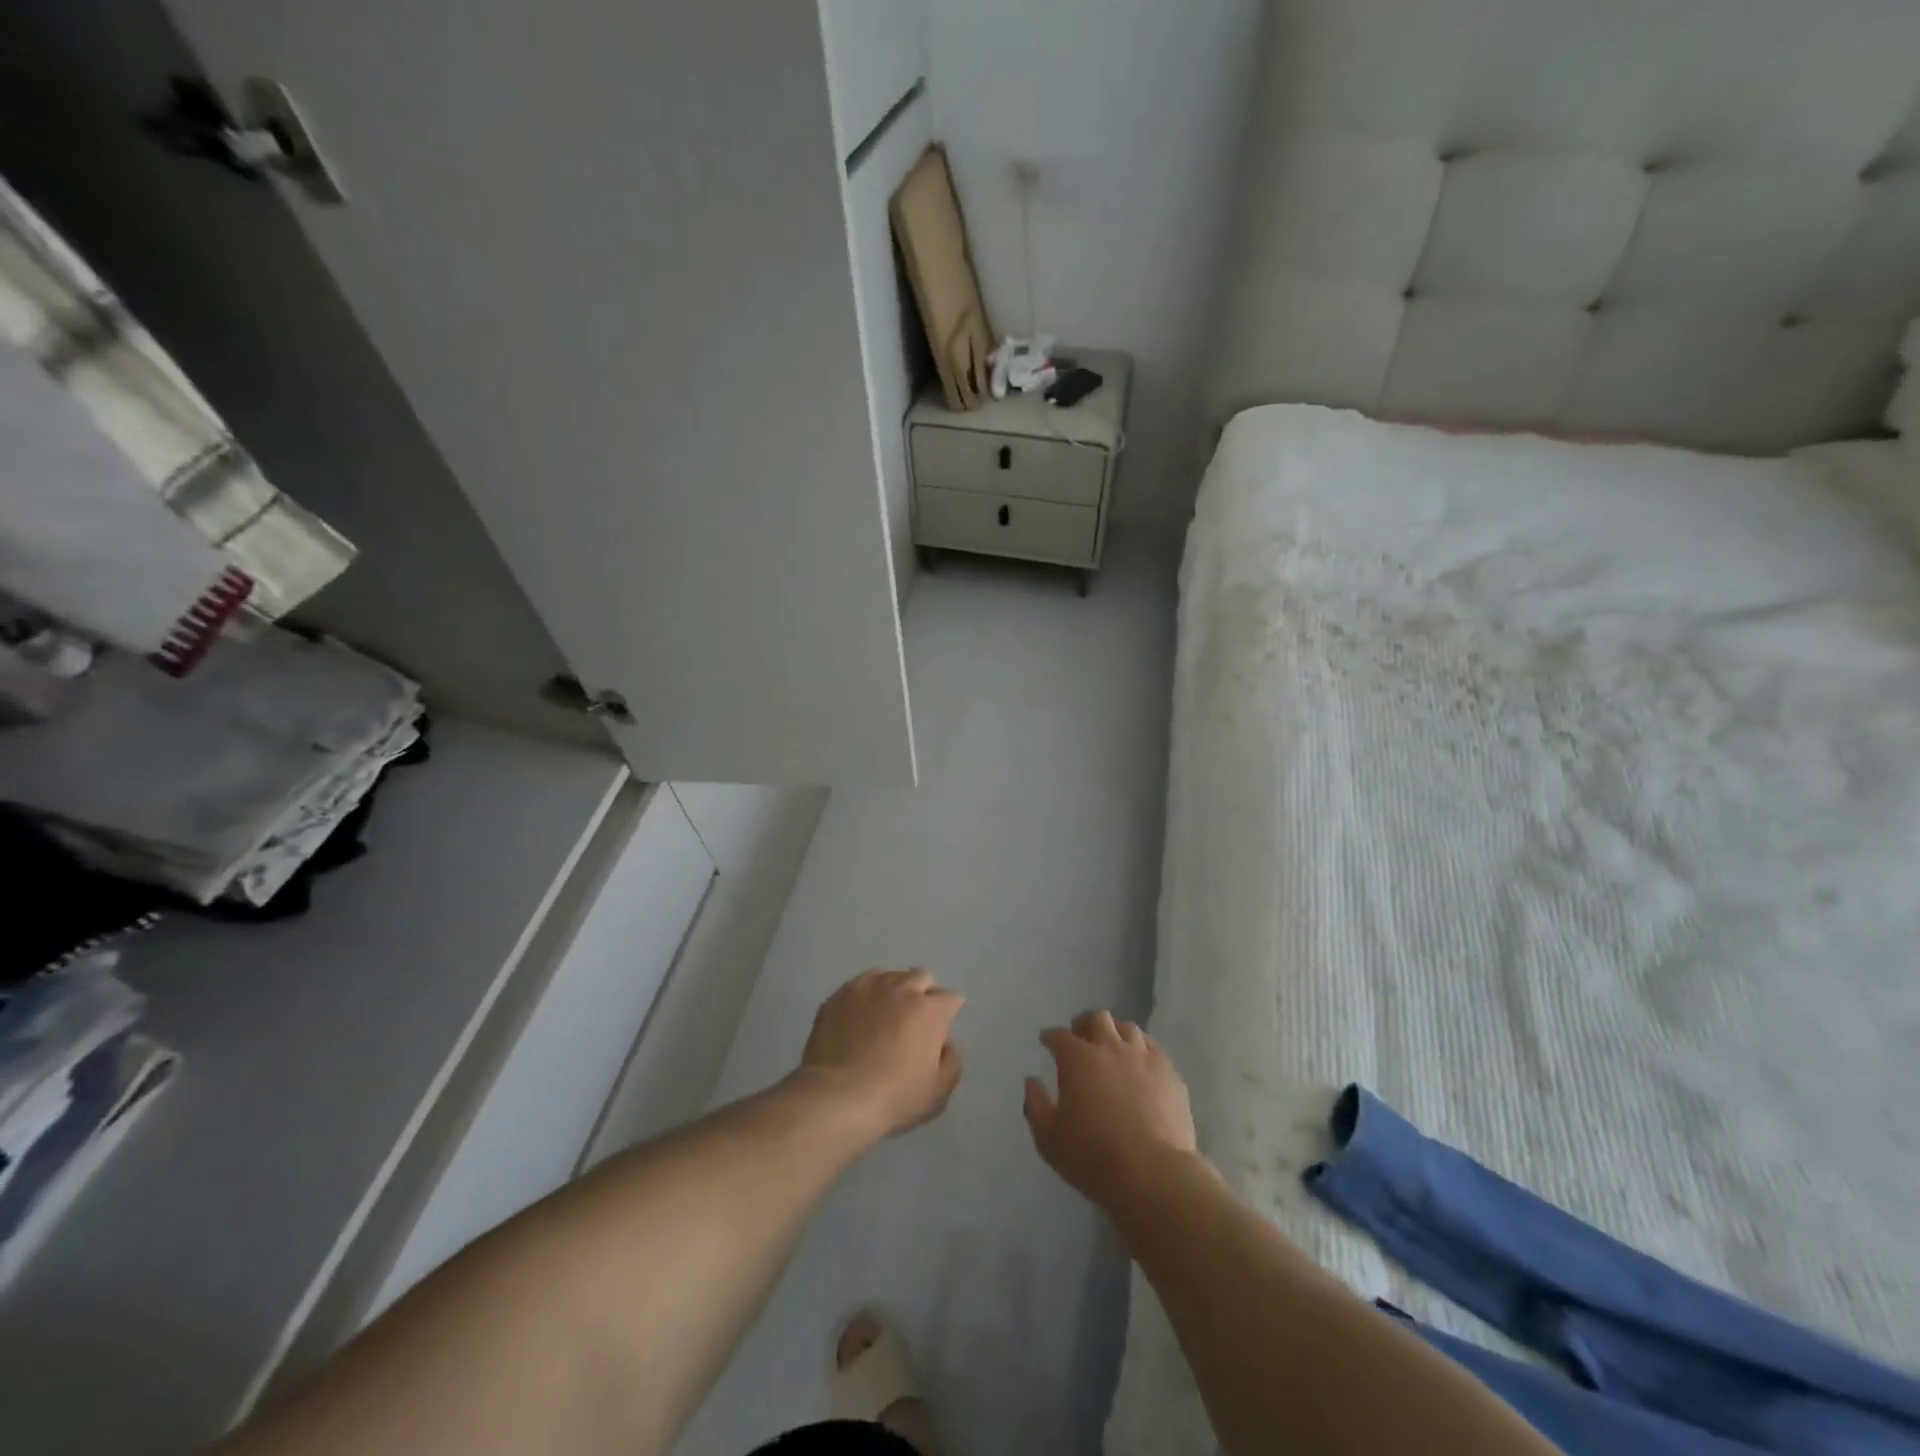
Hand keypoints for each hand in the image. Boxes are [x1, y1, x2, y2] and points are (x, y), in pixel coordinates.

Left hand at [797, 969, 964, 1139]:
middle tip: (913, 1021)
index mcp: (930, 1010)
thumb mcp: (938, 1092)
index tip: (940, 1030)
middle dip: (922, 994)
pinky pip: (860, 985)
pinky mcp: (840, 995)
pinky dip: (865, 996)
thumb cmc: (894, 1097)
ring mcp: (868, 987)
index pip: (950, 999)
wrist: (837, 1097)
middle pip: (921, 978)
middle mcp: (902, 988)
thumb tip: (946, 1044)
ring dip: (893, 991)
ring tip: (883, 1014)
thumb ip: (951, 1061)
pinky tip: (858, 1016)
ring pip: (889, 976)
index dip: (947, 1013)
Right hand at [1024, 1010, 1196, 1209]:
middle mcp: (1111, 1047)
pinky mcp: (1169, 1074)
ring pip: (1128, 1028)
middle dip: (1084, 1024)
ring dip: (1115, 1032)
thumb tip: (1031, 1081)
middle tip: (1080, 1037)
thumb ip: (1035, 1104)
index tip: (1046, 1041)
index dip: (1050, 1037)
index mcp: (1078, 1058)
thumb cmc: (1093, 1156)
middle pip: (1097, 1019)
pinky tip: (1140, 1064)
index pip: (1059, 1036)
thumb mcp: (1048, 1137)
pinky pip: (1153, 1049)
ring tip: (1111, 1046)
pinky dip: (1141, 1050)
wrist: (1153, 1173)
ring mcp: (1144, 1058)